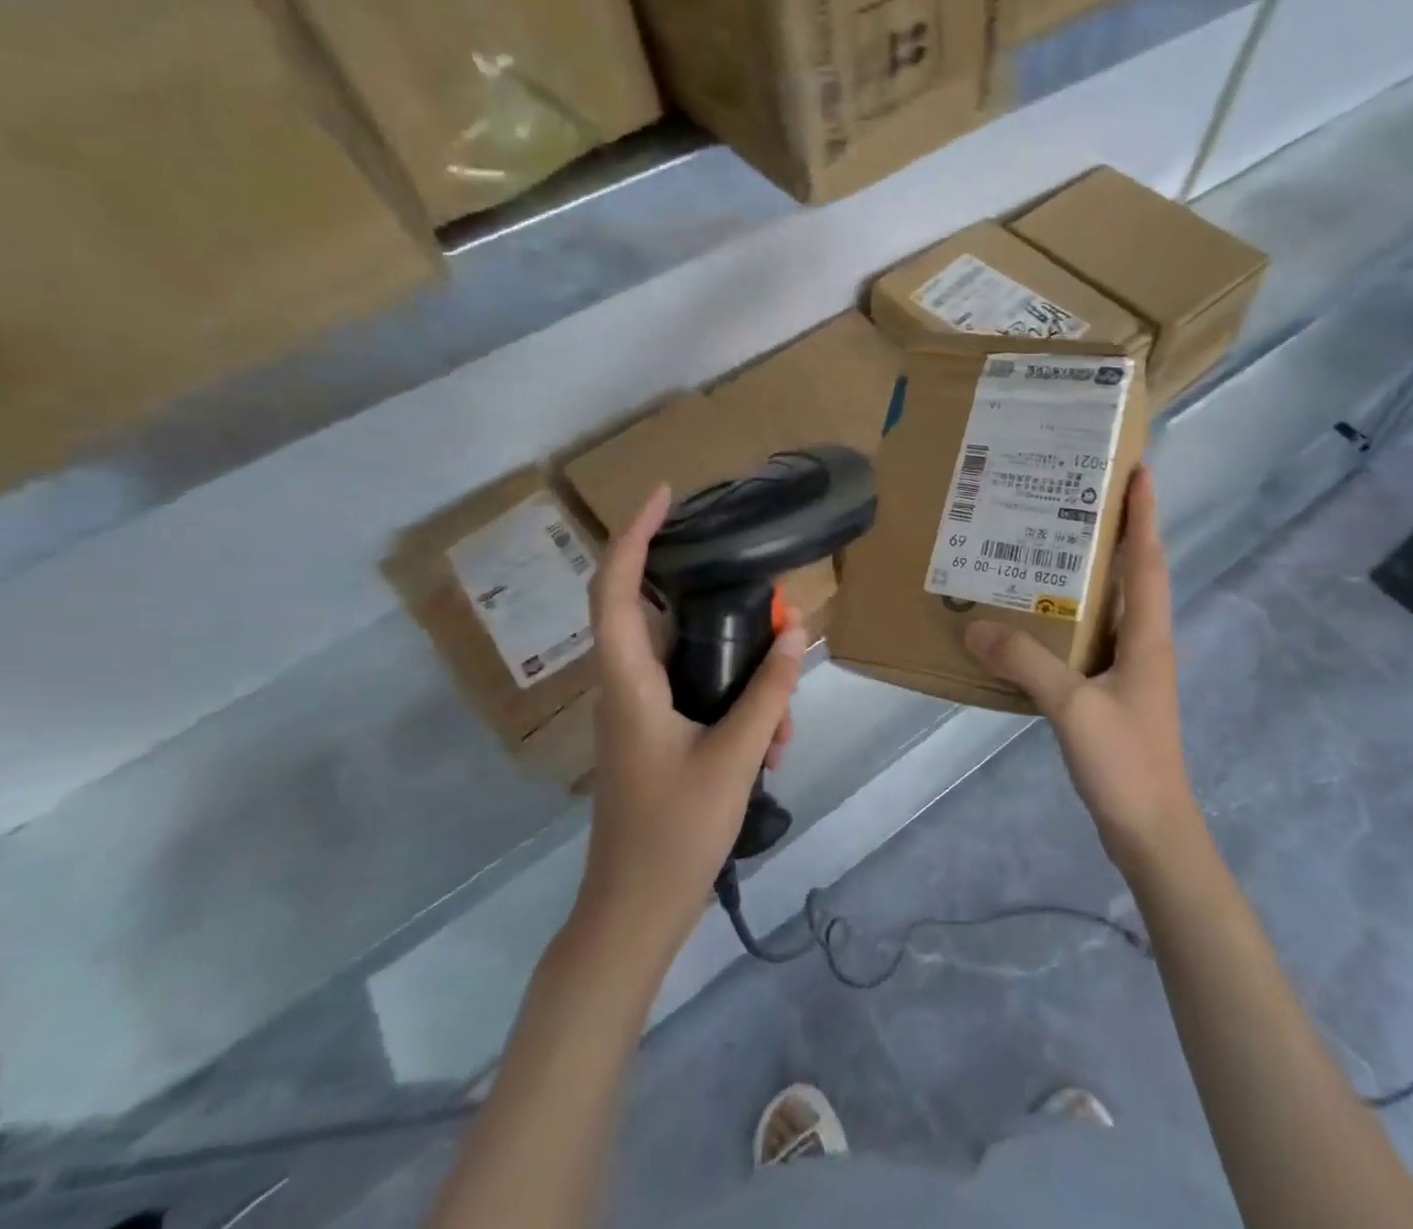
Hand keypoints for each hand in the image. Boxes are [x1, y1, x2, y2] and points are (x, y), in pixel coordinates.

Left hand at [573, 484, 806, 964]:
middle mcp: (627, 687)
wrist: (634, 914)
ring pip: (689, 660)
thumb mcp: (736, 758)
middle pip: (657, 614)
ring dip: (739, 671)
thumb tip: (796, 632)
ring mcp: (640, 713)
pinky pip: (698, 694)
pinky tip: (774, 742)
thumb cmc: (674, 835)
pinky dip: (737, 702)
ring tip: (782, 717)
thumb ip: (768, 693)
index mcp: (629, 683)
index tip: (665, 497)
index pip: (615, 589)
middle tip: (761, 599)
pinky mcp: (656, 734)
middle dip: (714, 602)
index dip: (633, 536)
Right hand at [965, 468, 1203, 879]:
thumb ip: (1026, 664)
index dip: (1145, 513)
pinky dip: (1072, 617)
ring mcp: (1132, 669)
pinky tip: (1038, 617)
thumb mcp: (1073, 707)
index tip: (1138, 470)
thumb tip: (976, 624)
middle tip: (1074, 495)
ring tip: (1049, 544)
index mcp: (1148, 635)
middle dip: (1115, 531)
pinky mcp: (1115, 692)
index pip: (1148, 559)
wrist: (1152, 831)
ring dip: (1092, 573)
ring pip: (1113, 606)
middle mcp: (1146, 643)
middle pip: (1134, 574)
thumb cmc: (1125, 762)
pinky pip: (1093, 638)